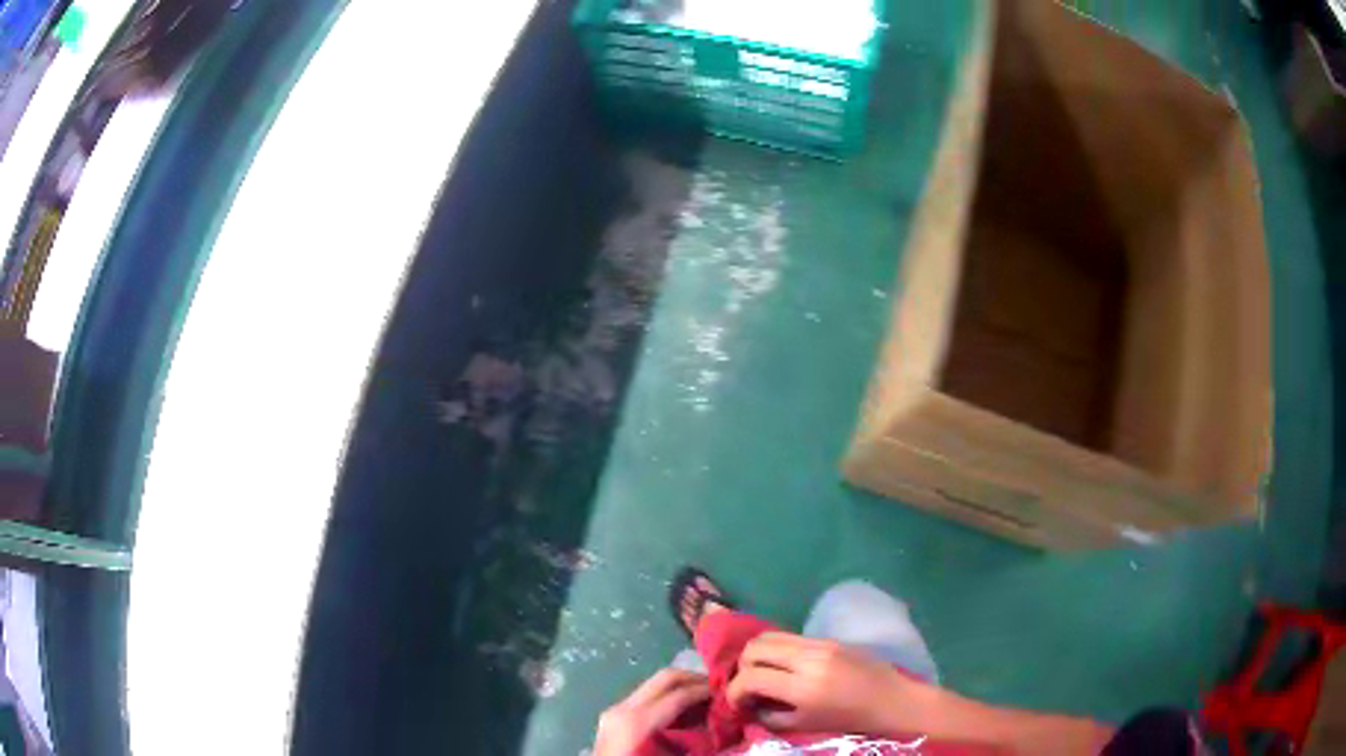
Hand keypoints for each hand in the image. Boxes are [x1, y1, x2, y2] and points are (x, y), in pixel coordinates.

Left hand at [594, 668, 710, 755]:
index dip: (708, 692)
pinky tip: (684, 714)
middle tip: (720, 691)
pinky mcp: (612, 718)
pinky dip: (668, 699)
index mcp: (637, 721)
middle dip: (696, 680)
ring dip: (682, 688)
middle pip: (665, 678)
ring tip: (707, 702)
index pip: (680, 693)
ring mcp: (614, 710)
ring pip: (654, 685)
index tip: (731, 695)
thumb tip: (720, 727)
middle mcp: (623, 708)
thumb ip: (693, 741)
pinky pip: (645, 698)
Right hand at [727, 632, 940, 734]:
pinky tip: (783, 666)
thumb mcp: (805, 725)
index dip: (733, 691)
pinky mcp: (829, 638)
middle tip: (747, 686)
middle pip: (754, 648)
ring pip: (769, 636)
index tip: (736, 703)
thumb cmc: (850, 720)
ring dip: (757, 654)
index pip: (750, 678)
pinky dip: (777, 649)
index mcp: (802, 687)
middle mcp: (807, 659)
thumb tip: (749, 707)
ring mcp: (819, 644)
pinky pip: (790, 636)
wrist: (892, 700)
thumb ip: (770, 717)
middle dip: (741, 667)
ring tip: (761, 673)